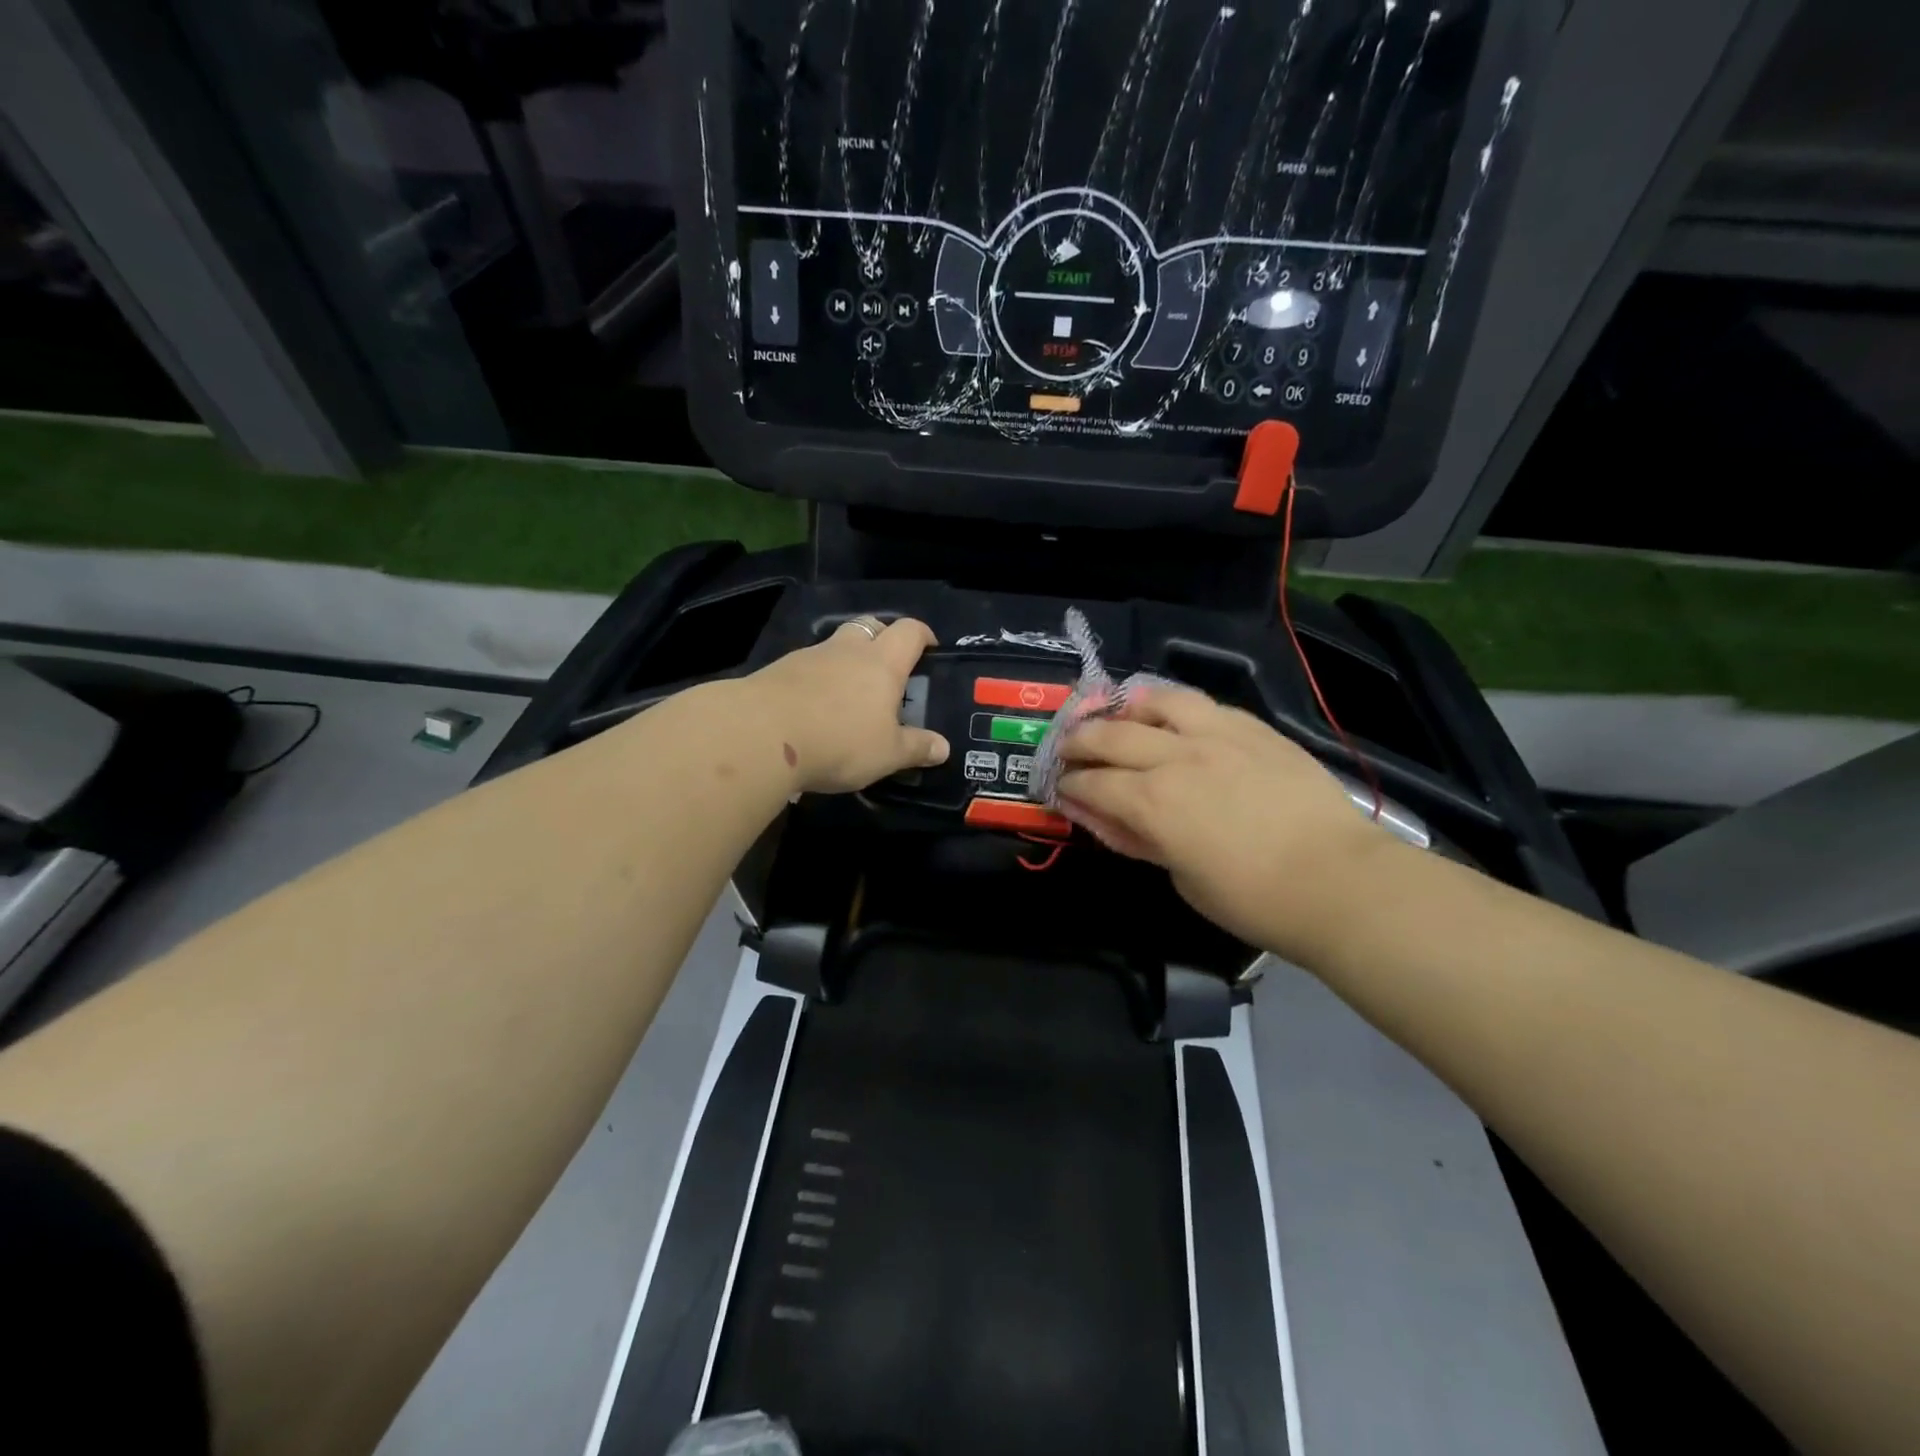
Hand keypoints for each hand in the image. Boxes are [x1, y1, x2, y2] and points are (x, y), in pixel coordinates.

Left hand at [747, 617, 949, 793]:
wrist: (760, 735)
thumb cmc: (839, 740)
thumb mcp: (887, 754)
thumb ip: (916, 748)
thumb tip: (943, 748)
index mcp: (882, 663)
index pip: (909, 631)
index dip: (923, 635)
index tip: (930, 647)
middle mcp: (847, 650)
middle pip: (869, 626)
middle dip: (882, 638)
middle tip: (889, 667)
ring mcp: (809, 657)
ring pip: (835, 646)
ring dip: (846, 660)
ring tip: (849, 695)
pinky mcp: (778, 671)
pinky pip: (807, 667)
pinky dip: (816, 680)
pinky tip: (813, 708)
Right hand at [1056, 683, 1396, 959]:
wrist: (1339, 882)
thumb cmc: (1253, 900)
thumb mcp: (1181, 879)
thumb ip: (1140, 840)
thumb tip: (1108, 817)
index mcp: (1152, 802)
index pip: (1092, 782)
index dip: (1068, 784)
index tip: (1060, 786)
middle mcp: (1175, 757)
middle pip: (1109, 734)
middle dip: (1079, 740)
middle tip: (1069, 748)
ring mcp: (1216, 735)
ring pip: (1155, 701)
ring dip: (1125, 708)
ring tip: (1118, 716)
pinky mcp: (1253, 729)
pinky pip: (1203, 704)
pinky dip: (1174, 706)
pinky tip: (1171, 715)